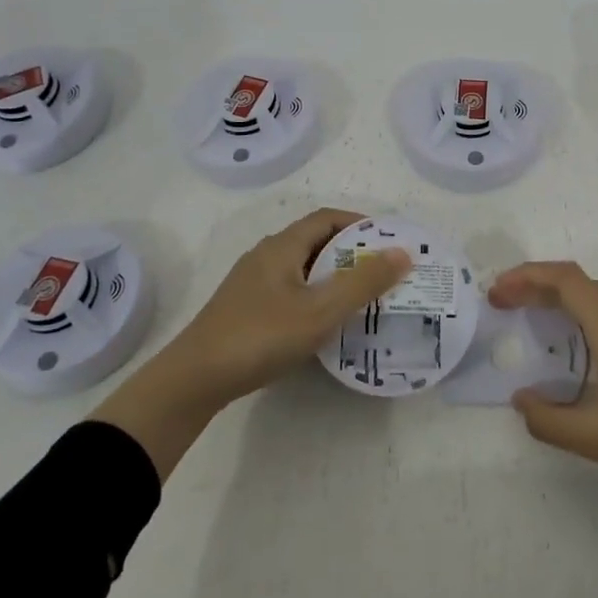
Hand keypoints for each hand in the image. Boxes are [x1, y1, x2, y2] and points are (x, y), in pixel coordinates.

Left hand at [90, 209, 409, 479]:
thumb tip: (402, 253)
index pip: (326, 218)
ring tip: (361, 297)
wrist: (194, 379)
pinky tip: (324, 322)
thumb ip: (363, 283)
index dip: (359, 223)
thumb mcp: (320, 311)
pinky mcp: (244, 309)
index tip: (388, 241)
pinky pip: (289, 290)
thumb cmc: (261, 336)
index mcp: (282, 246)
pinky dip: (314, 296)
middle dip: (350, 252)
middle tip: (382, 272)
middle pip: (314, 241)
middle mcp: (265, 256)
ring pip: (301, 268)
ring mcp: (251, 283)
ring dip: (332, 276)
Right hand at [490, 261, 597, 572]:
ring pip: (591, 293)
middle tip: (500, 303)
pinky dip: (574, 310)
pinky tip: (568, 342)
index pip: (563, 278)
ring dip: (554, 295)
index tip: (495, 294)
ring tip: (525, 315)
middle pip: (574, 280)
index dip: (524, 277)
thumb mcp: (596, 437)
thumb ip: (549, 421)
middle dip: (533, 283)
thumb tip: (521, 400)